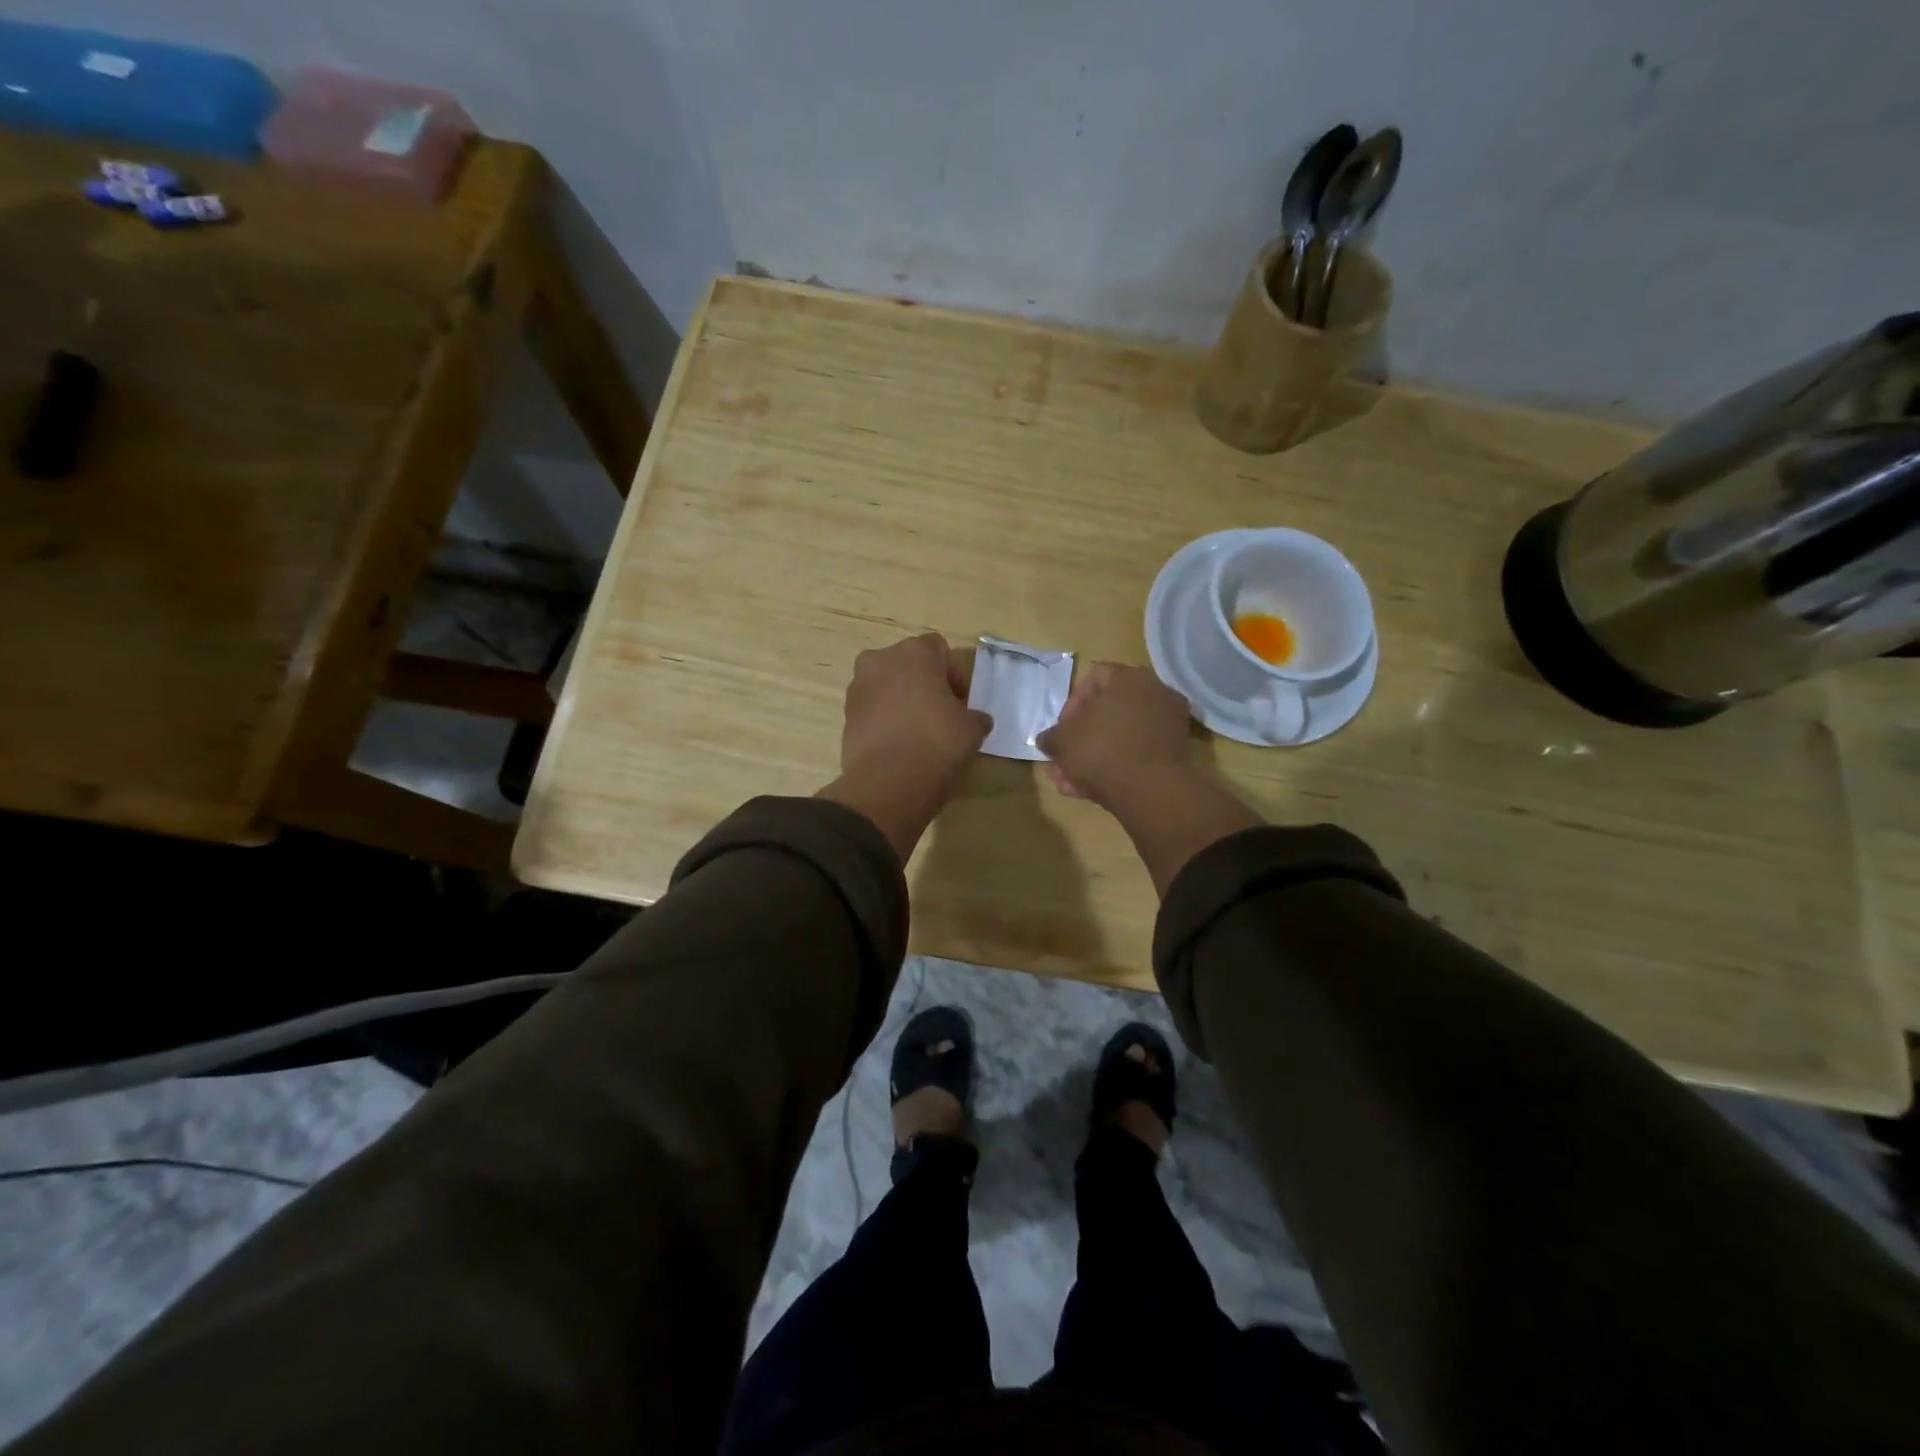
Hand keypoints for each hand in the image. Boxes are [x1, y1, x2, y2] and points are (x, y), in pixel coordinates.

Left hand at [819, 634, 991, 859]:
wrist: (888, 783)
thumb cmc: (937, 743)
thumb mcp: (972, 729)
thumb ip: (975, 716)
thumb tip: (975, 720)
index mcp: (914, 652)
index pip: (939, 649)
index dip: (953, 675)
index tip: (960, 703)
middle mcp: (880, 660)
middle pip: (908, 665)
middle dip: (924, 684)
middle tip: (940, 714)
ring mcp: (857, 687)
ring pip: (887, 686)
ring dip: (902, 700)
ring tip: (918, 732)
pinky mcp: (845, 715)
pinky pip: (872, 709)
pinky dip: (885, 719)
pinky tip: (899, 744)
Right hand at [1041, 662, 1260, 895]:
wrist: (1150, 790)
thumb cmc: (1101, 751)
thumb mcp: (1062, 741)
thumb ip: (1051, 737)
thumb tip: (1047, 740)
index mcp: (1129, 678)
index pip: (1092, 678)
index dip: (1071, 704)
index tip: (1061, 730)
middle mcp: (1154, 693)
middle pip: (1108, 712)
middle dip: (1081, 738)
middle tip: (1063, 759)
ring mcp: (1169, 723)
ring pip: (1120, 737)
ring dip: (1093, 757)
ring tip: (1069, 782)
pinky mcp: (1175, 753)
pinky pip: (1137, 754)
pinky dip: (1115, 767)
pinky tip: (1089, 790)